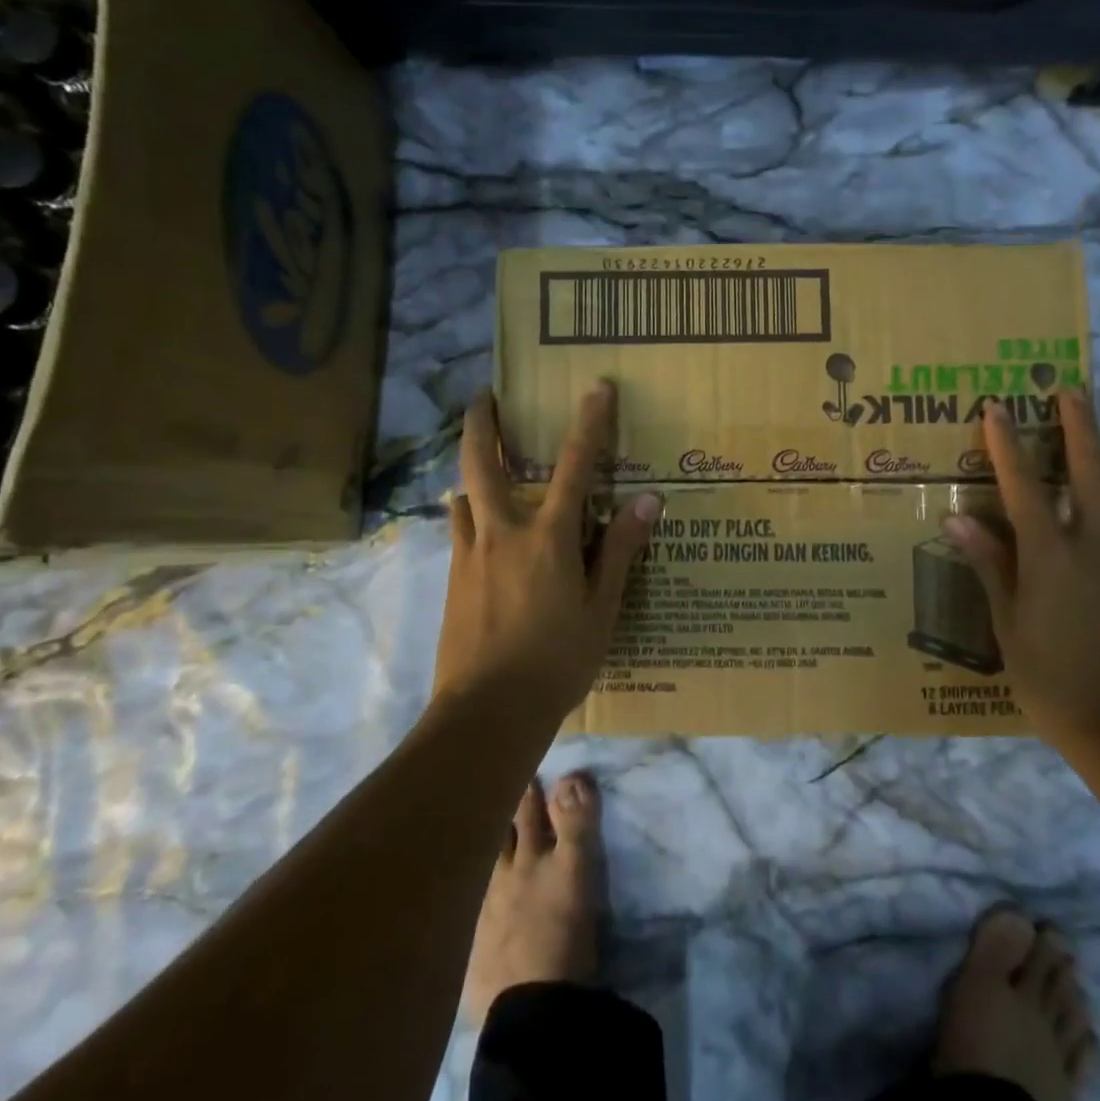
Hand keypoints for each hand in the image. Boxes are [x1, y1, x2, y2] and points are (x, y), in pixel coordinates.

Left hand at [436, 381, 660, 715]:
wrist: (487, 712)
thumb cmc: (556, 660)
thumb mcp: (602, 608)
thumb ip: (620, 550)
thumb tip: (647, 501)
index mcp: (547, 537)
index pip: (574, 467)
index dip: (589, 423)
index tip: (596, 387)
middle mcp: (502, 532)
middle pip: (484, 462)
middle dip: (484, 422)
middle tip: (486, 395)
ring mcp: (470, 554)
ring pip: (463, 493)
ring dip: (472, 468)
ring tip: (483, 460)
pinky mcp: (452, 579)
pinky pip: (459, 530)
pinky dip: (469, 512)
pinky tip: (479, 526)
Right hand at [942, 391, 1099, 750]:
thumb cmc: (1051, 679)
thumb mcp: (1007, 623)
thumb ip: (989, 564)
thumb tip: (957, 518)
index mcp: (1052, 556)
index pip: (1024, 486)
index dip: (1007, 444)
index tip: (995, 407)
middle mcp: (1097, 546)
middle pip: (1093, 471)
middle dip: (1080, 427)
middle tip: (1070, 392)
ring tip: (1096, 492)